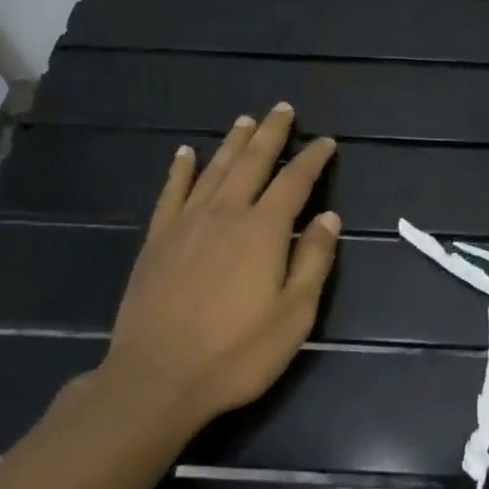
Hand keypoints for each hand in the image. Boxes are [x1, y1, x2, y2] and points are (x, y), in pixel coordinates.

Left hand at [88, 104, 340, 435]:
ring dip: (232, 143)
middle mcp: (226, 214)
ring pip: (214, 170)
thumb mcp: (294, 314)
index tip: (326, 142)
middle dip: (271, 134)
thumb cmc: (237, 353)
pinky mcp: (157, 241)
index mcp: (264, 231)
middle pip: (252, 163)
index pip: (295, 182)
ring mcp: (186, 224)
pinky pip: (171, 193)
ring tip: (245, 120)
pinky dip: (180, 170)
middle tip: (283, 109)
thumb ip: (314, 261)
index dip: (313, 159)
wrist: (157, 379)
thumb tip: (330, 218)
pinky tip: (185, 154)